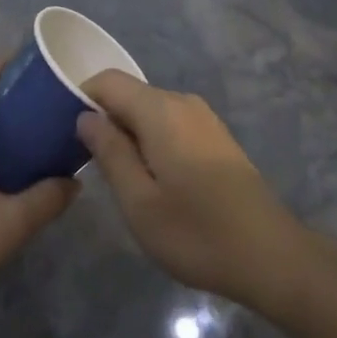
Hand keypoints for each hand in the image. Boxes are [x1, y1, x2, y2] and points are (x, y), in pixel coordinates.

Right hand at [76, 72, 307, 307]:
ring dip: (129, 134)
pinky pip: (170, 124)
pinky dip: (152, 141)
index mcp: (160, 110)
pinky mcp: (216, 137)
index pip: (108, 81)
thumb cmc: (197, 232)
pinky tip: (153, 180)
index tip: (65, 133)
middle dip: (104, 120)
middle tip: (88, 164)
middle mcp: (182, 102)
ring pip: (150, 111)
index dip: (81, 98)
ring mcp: (203, 118)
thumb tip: (85, 117)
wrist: (271, 256)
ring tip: (120, 178)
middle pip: (129, 95)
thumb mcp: (139, 202)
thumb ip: (109, 152)